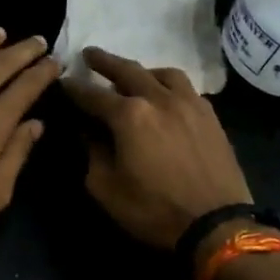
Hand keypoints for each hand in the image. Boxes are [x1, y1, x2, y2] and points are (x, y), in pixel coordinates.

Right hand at [62, 48, 252, 248]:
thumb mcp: (106, 188)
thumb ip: (93, 153)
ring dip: (143, 70)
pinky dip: (170, 86)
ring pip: (163, 73)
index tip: (63, 81)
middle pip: (127, 70)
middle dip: (105, 62)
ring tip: (134, 75)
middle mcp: (159, 99)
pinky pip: (187, 89)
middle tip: (90, 54)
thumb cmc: (153, 210)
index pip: (92, 95)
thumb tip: (87, 132)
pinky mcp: (211, 117)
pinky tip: (167, 97)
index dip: (74, 88)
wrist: (216, 225)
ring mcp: (189, 104)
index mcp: (129, 115)